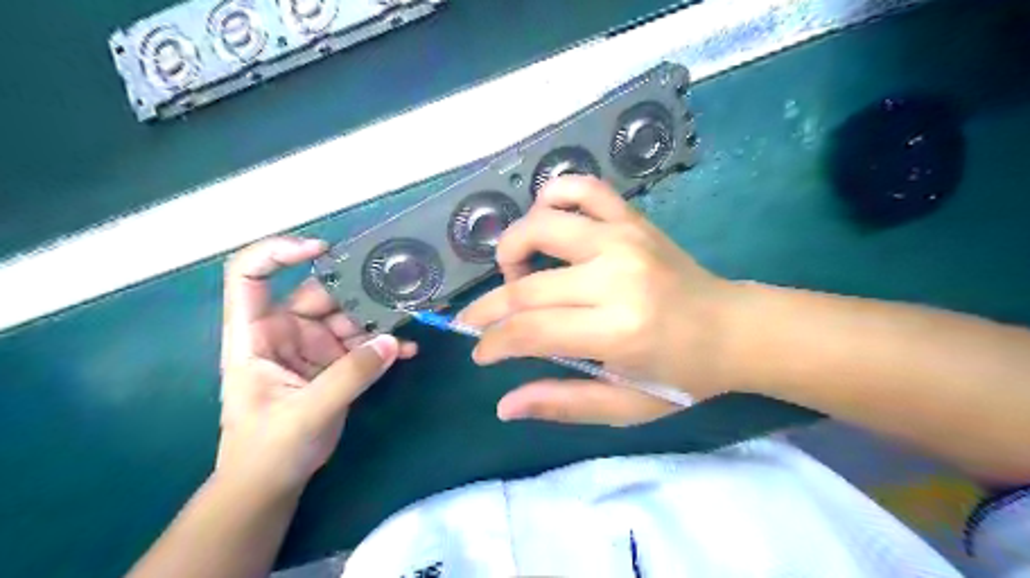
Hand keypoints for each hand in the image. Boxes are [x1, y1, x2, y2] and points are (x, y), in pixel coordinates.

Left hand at [215, 237, 413, 493]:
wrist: (274, 482)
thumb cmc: (267, 449)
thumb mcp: (306, 413)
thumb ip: (349, 377)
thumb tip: (391, 341)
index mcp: (255, 335)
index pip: (250, 276)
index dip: (278, 252)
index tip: (322, 251)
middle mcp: (285, 332)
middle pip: (320, 294)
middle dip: (358, 291)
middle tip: (398, 291)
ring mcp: (314, 345)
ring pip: (349, 315)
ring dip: (380, 318)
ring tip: (412, 319)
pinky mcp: (336, 362)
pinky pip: (364, 342)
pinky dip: (385, 343)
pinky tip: (407, 350)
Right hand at [456, 177, 739, 425]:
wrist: (734, 328)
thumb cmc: (682, 375)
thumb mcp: (626, 407)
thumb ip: (563, 404)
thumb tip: (503, 406)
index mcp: (617, 330)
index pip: (529, 331)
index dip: (493, 343)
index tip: (480, 351)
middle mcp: (615, 276)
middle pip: (526, 286)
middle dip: (489, 308)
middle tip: (480, 321)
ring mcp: (623, 238)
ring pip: (540, 225)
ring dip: (512, 248)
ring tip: (515, 273)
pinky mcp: (632, 219)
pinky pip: (581, 188)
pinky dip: (552, 197)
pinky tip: (546, 221)